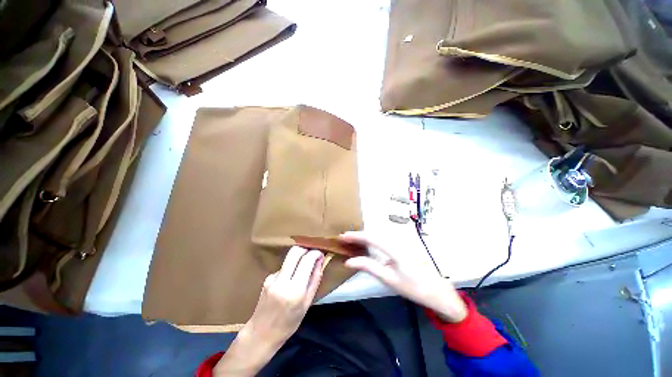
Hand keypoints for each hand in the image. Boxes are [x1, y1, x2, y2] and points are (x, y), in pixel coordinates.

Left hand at [245, 246, 324, 345]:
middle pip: (295, 251)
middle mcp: (282, 280)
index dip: (316, 253)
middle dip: (306, 248)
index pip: (307, 260)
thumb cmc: (289, 323)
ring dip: (299, 258)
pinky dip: (291, 268)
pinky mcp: (267, 277)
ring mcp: (272, 278)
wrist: (261, 334)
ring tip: (303, 270)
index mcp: (295, 290)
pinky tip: (290, 280)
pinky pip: (284, 267)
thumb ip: (315, 279)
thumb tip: (320, 259)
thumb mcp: (307, 303)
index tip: (321, 253)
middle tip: (313, 254)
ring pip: (289, 257)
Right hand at [340, 227, 466, 322]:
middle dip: (359, 235)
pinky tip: (370, 243)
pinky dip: (375, 238)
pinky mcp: (407, 241)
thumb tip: (349, 261)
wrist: (438, 290)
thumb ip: (368, 267)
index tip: (342, 236)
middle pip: (374, 232)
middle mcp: (399, 239)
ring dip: (367, 236)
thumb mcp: (389, 279)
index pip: (370, 237)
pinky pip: (387, 236)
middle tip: (346, 239)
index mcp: (395, 248)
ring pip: (380, 233)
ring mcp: (404, 239)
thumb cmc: (414, 287)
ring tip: (354, 241)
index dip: (355, 236)